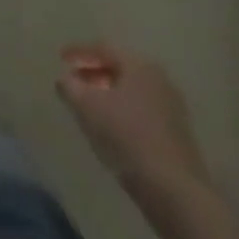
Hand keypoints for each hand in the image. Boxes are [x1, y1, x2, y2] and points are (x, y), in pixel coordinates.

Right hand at [56, 44, 208, 195]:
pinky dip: (123, 109)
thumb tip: (65, 79)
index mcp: (140, 66)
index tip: (61, 57)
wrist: (173, 190)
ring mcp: (172, 106)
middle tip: (74, 81)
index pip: (104, 48)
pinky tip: (111, 126)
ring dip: (108, 92)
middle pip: (120, 67)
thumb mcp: (87, 107)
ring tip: (88, 105)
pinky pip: (142, 109)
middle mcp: (159, 79)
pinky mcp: (177, 132)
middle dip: (94, 72)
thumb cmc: (126, 137)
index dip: (79, 51)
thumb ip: (70, 87)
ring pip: (132, 90)